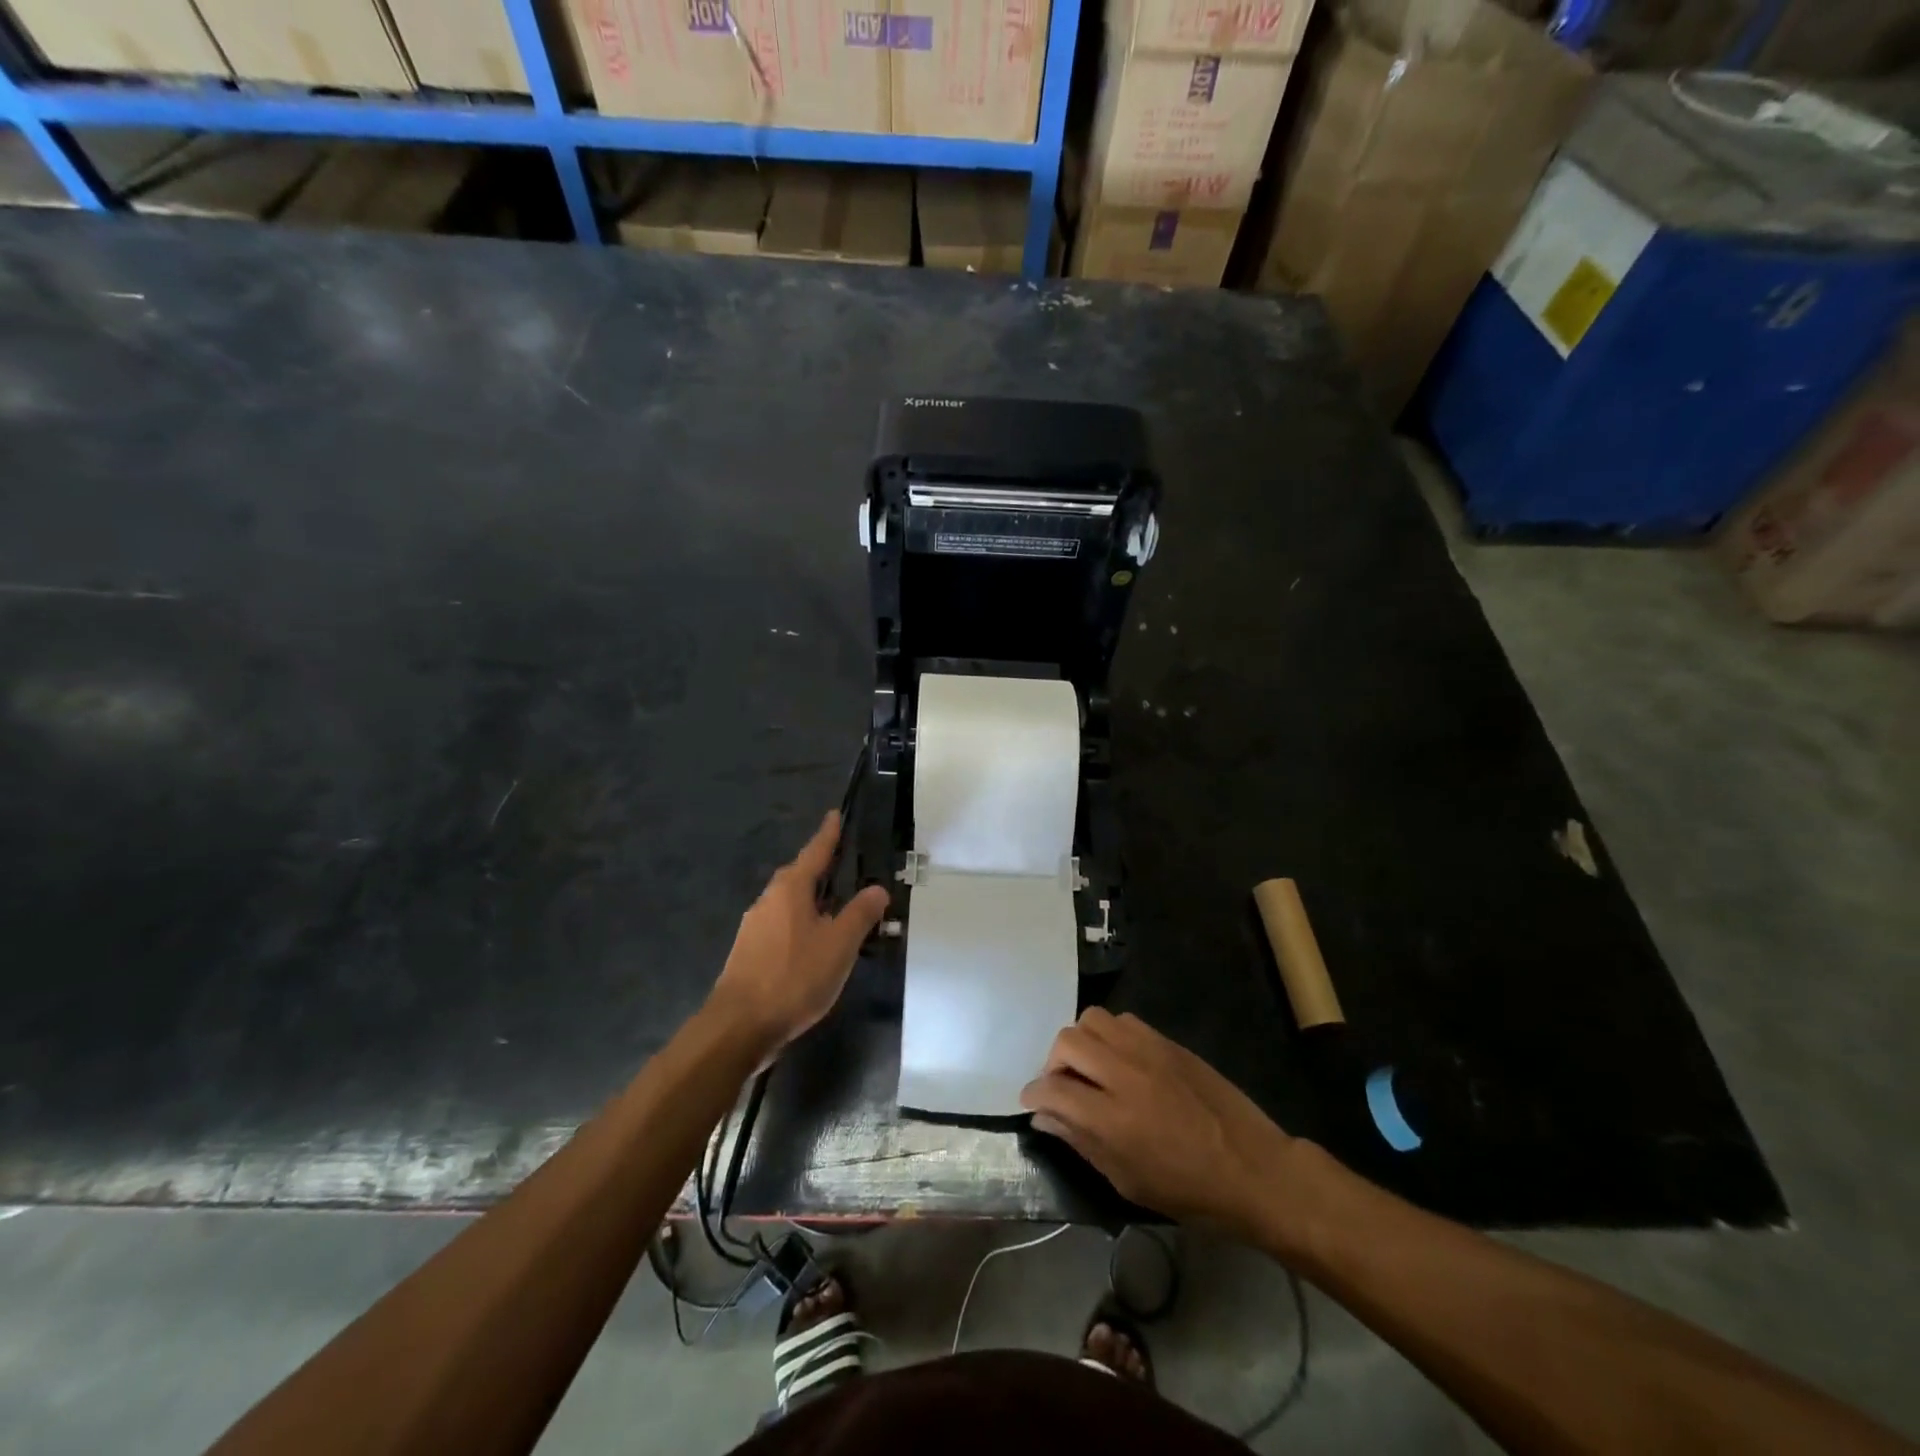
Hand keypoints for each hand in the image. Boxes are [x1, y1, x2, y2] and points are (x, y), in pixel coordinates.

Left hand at [707, 811, 889, 1056]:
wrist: (739, 1026)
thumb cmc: (794, 977)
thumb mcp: (839, 945)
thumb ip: (860, 914)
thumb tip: (877, 888)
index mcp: (791, 889)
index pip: (815, 852)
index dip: (828, 834)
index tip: (835, 815)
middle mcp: (768, 900)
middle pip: (798, 875)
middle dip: (820, 869)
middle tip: (842, 864)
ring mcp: (754, 927)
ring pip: (788, 902)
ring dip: (811, 900)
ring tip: (834, 907)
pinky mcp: (749, 952)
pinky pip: (781, 924)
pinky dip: (800, 923)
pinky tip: (812, 942)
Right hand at [1021, 1008, 1299, 1242]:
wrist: (1255, 1170)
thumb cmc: (1190, 1192)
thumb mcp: (1128, 1181)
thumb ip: (1082, 1142)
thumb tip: (1044, 1117)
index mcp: (1113, 1119)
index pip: (1053, 1089)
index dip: (1033, 1094)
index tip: (1032, 1102)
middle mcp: (1125, 1075)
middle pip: (1068, 1042)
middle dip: (1053, 1063)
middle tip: (1061, 1087)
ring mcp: (1149, 1052)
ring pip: (1093, 1020)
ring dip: (1081, 1043)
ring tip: (1090, 1069)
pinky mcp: (1168, 1043)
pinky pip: (1124, 1021)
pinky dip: (1110, 1036)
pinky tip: (1120, 1061)